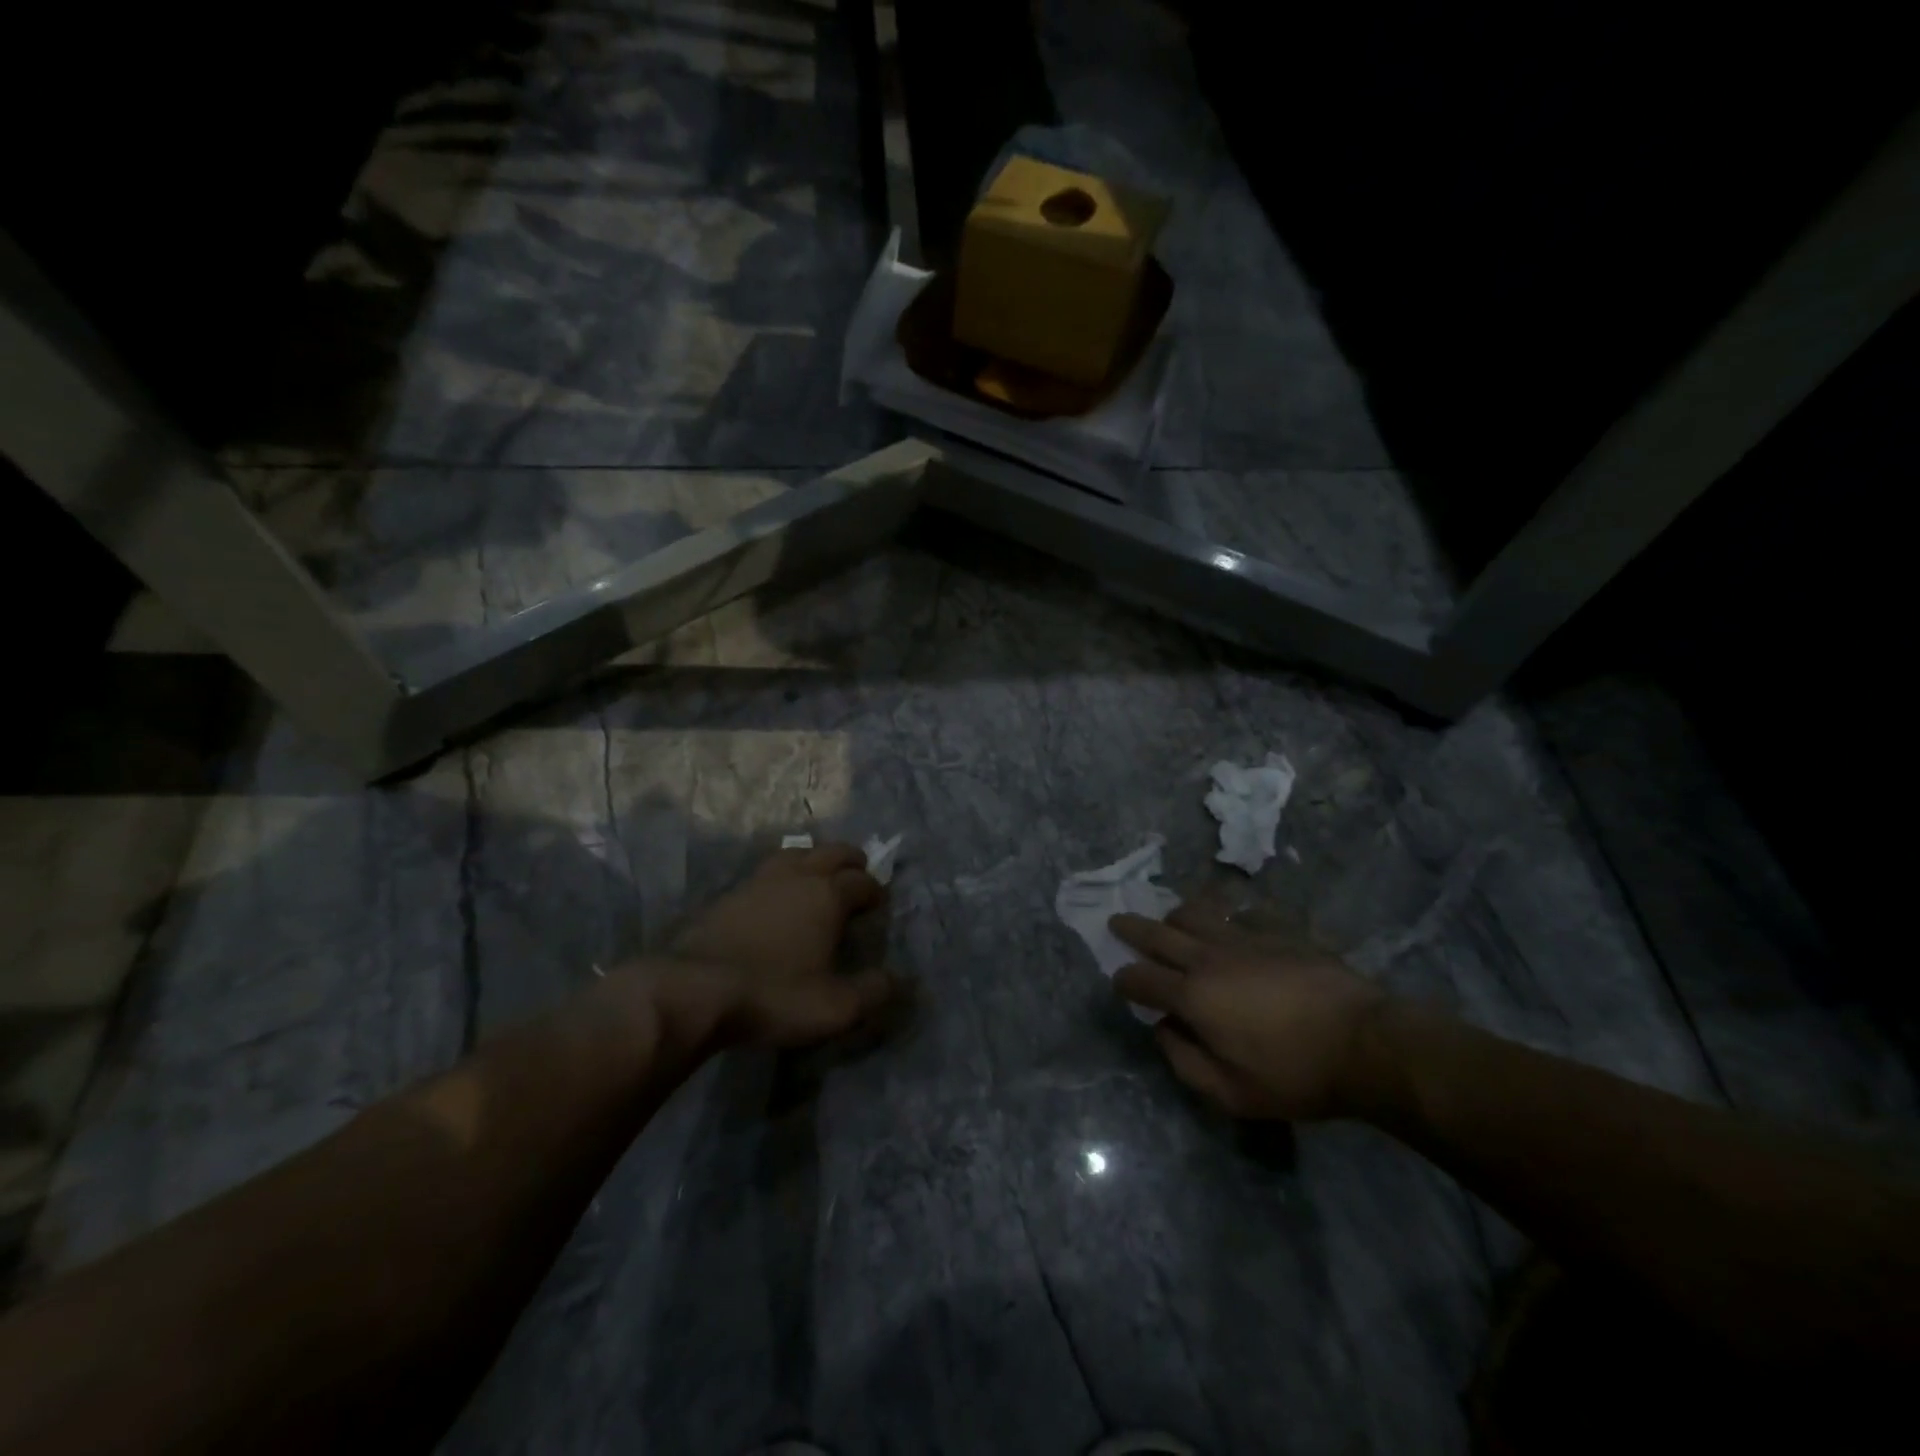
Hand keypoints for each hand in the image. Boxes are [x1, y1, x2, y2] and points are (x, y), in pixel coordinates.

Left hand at [659, 842, 897, 1047]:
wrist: (693, 990)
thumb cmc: (774, 995)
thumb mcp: (835, 1007)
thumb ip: (873, 992)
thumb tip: (897, 980)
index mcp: (828, 896)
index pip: (861, 881)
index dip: (874, 890)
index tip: (879, 902)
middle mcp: (797, 877)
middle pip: (831, 852)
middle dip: (850, 860)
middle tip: (858, 872)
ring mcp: (758, 881)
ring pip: (794, 854)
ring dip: (812, 859)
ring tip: (817, 874)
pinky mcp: (728, 895)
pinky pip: (764, 873)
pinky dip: (780, 877)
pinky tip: (774, 896)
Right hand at [1111, 902, 1388, 1120]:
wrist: (1366, 1043)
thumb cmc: (1296, 1075)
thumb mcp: (1233, 1093)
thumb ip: (1185, 1063)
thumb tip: (1163, 1032)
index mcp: (1193, 996)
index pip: (1142, 980)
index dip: (1124, 981)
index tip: (1118, 982)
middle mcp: (1209, 958)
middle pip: (1159, 934)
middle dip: (1132, 929)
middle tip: (1116, 921)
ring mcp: (1245, 938)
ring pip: (1197, 914)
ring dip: (1176, 916)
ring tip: (1172, 920)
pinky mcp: (1278, 931)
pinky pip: (1242, 914)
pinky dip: (1228, 917)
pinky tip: (1232, 924)